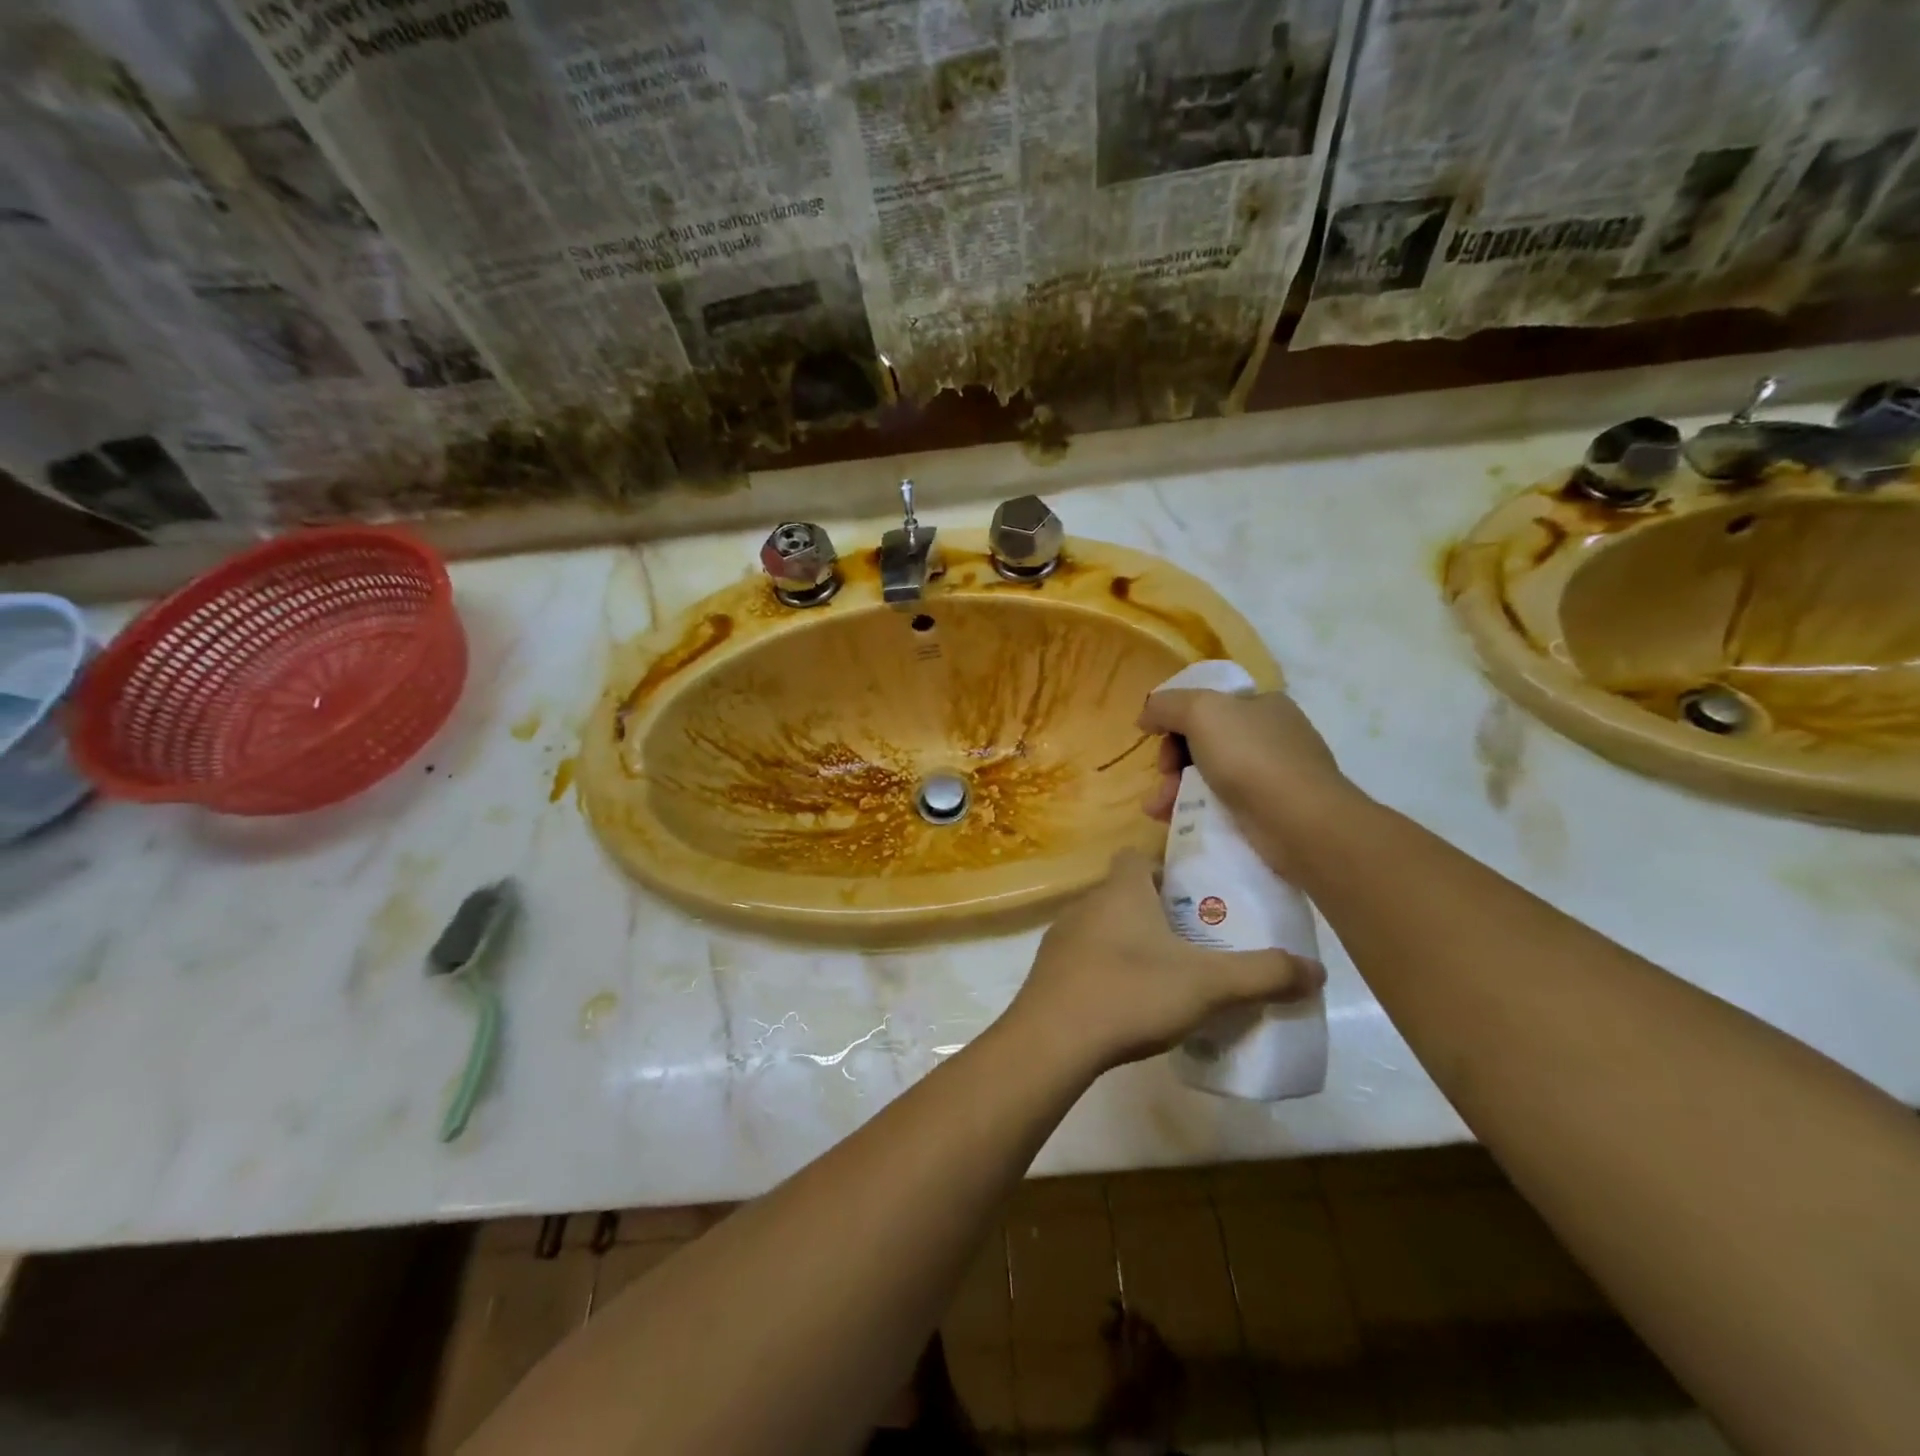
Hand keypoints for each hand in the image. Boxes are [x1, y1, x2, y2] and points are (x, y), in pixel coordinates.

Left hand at [1006, 850, 1322, 1071]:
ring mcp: (1060, 938)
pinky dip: (1106, 971)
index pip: (1137, 856)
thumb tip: (1317, 971)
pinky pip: (1083, 959)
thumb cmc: (1131, 992)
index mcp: (1121, 891)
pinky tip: (1127, 1004)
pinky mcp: (1048, 973)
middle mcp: (1086, 904)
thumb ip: (1263, 974)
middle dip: (1155, 912)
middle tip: (1192, 943)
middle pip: (1123, 893)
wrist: (1053, 1039)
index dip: (1163, 868)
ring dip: (1129, 943)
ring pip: (1102, 927)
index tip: (1192, 896)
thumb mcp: (1208, 984)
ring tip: (1164, 977)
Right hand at [1137, 688, 1360, 879]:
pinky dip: (1195, 810)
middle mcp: (1272, 735)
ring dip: (1176, 789)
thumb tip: (1147, 715)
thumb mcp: (1200, 712)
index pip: (1209, 704)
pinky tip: (1175, 821)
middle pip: (1204, 741)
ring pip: (1210, 776)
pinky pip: (1223, 805)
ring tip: (1158, 809)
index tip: (1158, 740)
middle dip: (1173, 761)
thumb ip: (1166, 705)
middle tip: (1163, 777)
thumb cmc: (1250, 757)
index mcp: (1263, 704)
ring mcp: (1275, 776)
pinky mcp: (1272, 813)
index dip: (1176, 720)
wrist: (1300, 822)